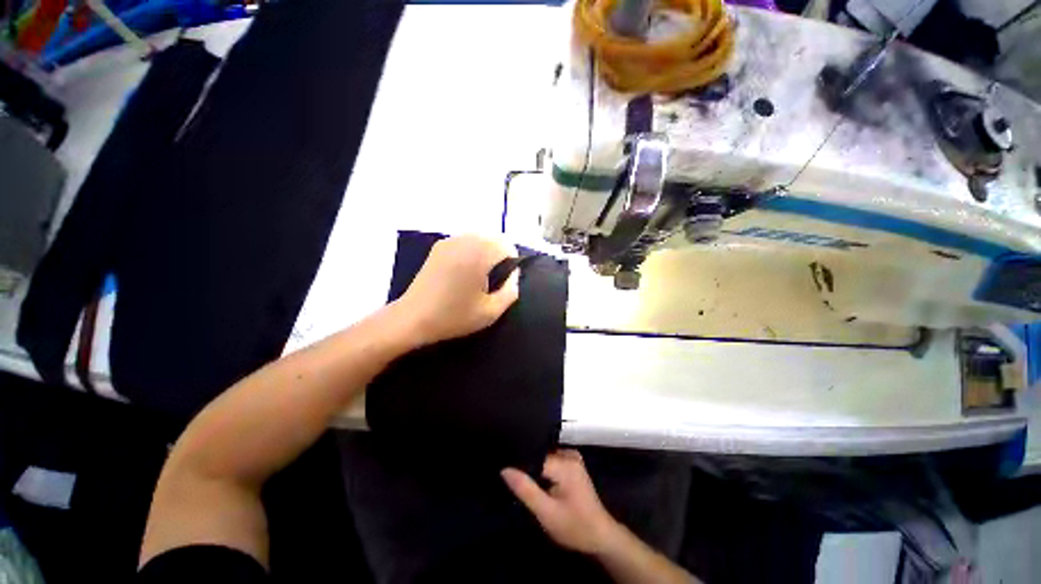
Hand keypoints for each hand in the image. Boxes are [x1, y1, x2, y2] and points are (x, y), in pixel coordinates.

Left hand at [394, 234, 519, 346]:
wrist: (413, 318)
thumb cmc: (454, 317)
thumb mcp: (491, 312)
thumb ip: (511, 290)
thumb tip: (514, 274)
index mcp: (478, 254)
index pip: (506, 244)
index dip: (512, 261)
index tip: (506, 280)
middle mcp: (464, 241)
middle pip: (493, 237)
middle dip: (499, 254)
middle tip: (494, 279)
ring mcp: (449, 241)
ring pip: (479, 237)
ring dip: (486, 251)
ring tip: (479, 275)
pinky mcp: (438, 247)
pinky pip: (464, 241)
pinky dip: (471, 250)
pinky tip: (463, 271)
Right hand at [502, 450, 619, 554]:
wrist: (601, 536)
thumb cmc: (574, 527)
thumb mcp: (546, 513)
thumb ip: (526, 490)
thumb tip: (505, 469)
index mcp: (565, 463)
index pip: (534, 454)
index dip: (519, 462)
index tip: (502, 467)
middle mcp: (569, 455)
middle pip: (539, 454)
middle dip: (526, 464)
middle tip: (508, 476)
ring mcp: (572, 458)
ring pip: (544, 457)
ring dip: (533, 467)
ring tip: (517, 476)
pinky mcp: (573, 464)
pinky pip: (551, 460)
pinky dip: (542, 468)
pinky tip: (534, 479)